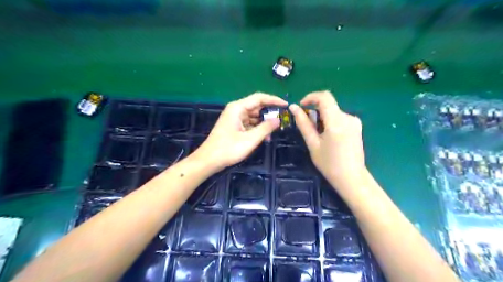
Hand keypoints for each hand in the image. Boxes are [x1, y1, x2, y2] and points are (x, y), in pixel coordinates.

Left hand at [194, 92, 286, 171]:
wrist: (209, 160)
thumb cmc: (228, 149)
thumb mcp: (250, 139)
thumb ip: (265, 128)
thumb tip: (278, 120)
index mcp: (238, 108)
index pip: (259, 98)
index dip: (274, 100)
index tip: (286, 105)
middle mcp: (236, 110)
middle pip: (256, 106)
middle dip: (270, 112)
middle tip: (283, 119)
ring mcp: (234, 118)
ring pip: (253, 115)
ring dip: (264, 122)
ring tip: (275, 130)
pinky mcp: (234, 126)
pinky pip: (249, 123)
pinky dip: (257, 128)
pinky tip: (265, 136)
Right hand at [291, 91, 366, 192]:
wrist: (351, 178)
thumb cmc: (329, 164)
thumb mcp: (313, 144)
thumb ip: (303, 124)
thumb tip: (293, 107)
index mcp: (336, 122)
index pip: (324, 97)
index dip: (310, 97)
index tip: (301, 106)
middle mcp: (348, 117)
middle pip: (328, 105)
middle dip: (315, 111)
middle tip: (308, 127)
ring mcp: (354, 121)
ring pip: (333, 111)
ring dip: (322, 117)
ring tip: (318, 135)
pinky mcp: (357, 126)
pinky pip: (339, 117)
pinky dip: (330, 121)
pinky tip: (328, 136)